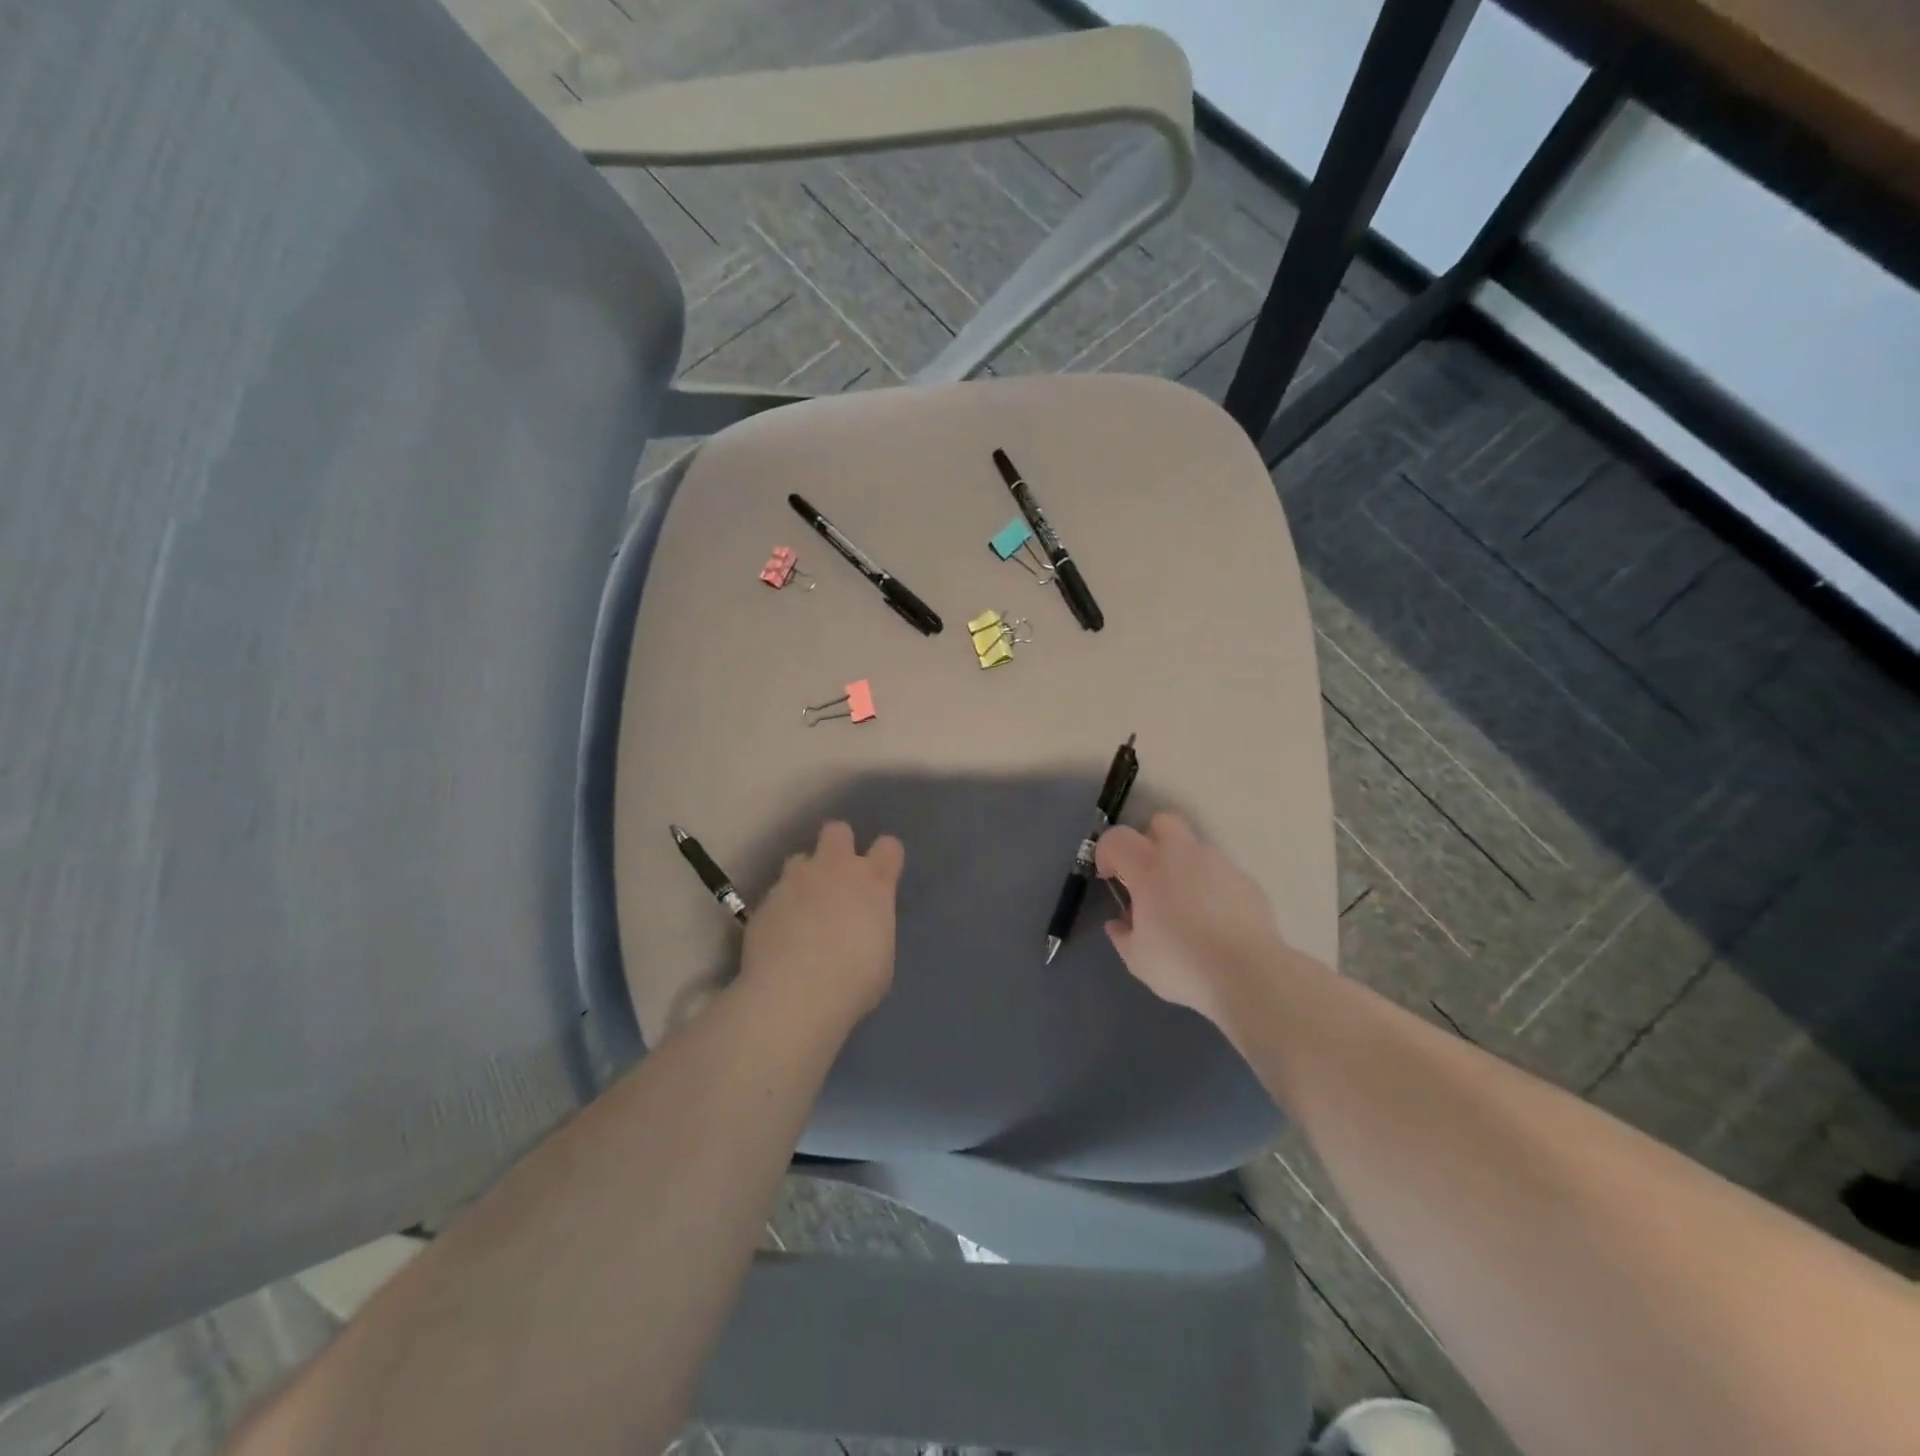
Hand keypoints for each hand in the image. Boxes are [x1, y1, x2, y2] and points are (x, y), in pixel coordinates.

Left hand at [739, 821, 903, 1027]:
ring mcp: (795, 881)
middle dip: (838, 846)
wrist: (795, 994)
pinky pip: (775, 893)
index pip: (888, 847)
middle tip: (837, 877)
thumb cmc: (854, 982)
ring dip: (804, 877)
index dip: (885, 858)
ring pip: (799, 859)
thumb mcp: (881, 956)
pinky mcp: (765, 901)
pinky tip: (780, 936)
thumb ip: (873, 926)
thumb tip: (862, 925)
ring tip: (803, 909)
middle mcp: (835, 869)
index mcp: (873, 882)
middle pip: (837, 831)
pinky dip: (780, 908)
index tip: (882, 875)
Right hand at [1094, 812, 1288, 1027]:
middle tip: (1149, 877)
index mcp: (1148, 869)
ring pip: (1194, 850)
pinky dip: (1212, 888)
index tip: (1110, 877)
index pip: (1117, 838)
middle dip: (1150, 840)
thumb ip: (1122, 935)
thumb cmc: (1181, 964)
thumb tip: (1119, 923)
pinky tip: (1216, 922)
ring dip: (1183, 868)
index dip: (1106, 853)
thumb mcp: (1137, 959)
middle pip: (1162, 822)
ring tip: (1187, 908)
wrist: (1249, 975)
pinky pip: (1220, 874)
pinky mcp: (1247, 881)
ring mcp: (1219, 865)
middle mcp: (1183, 856)